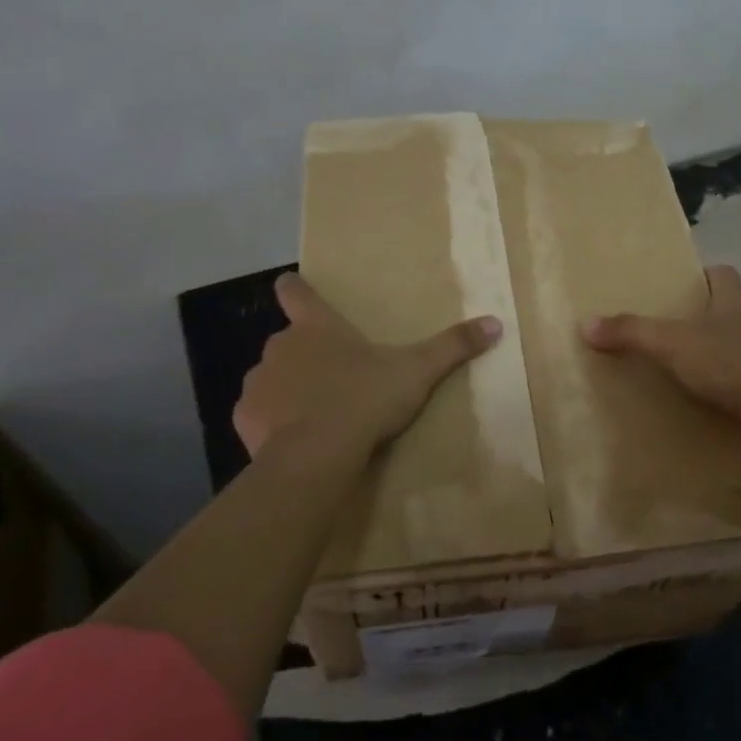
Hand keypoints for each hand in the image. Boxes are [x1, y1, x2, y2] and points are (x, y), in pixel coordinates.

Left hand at [234, 272, 502, 459]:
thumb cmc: (365, 400)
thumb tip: (495, 323)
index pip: (295, 291)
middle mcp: (280, 346)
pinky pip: (258, 412)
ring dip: (288, 388)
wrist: (316, 455)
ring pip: (272, 377)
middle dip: (305, 354)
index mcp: (317, 327)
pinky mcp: (244, 417)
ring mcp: (258, 381)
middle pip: (288, 339)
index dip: (295, 287)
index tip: (293, 285)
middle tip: (334, 376)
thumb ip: (453, 346)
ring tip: (315, 413)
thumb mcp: (417, 372)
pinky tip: (295, 438)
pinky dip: (272, 420)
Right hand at [581, 264, 740, 448]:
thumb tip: (586, 323)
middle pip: (725, 307)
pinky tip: (700, 395)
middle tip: (665, 327)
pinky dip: (722, 382)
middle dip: (699, 315)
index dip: (700, 275)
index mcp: (734, 298)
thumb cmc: (730, 362)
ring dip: (711, 351)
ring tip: (677, 363)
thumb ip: (631, 331)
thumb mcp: (672, 343)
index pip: (721, 273)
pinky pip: (740, 376)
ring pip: (733, 343)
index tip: (676, 287)